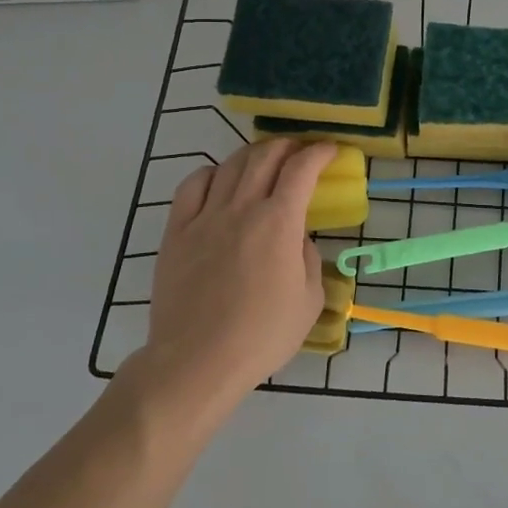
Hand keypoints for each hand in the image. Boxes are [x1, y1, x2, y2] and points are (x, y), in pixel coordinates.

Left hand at [125, 139, 337, 434]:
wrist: (197, 361)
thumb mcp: (310, 300)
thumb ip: (308, 258)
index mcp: (279, 223)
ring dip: (253, 154)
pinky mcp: (176, 232)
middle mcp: (242, 208)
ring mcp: (205, 217)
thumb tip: (296, 238)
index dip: (319, 152)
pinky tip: (220, 179)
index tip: (330, 150)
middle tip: (300, 151)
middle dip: (288, 146)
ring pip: (230, 165)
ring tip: (264, 160)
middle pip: (265, 157)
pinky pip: (192, 185)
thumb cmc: (262, 335)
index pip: (301, 169)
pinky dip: (211, 172)